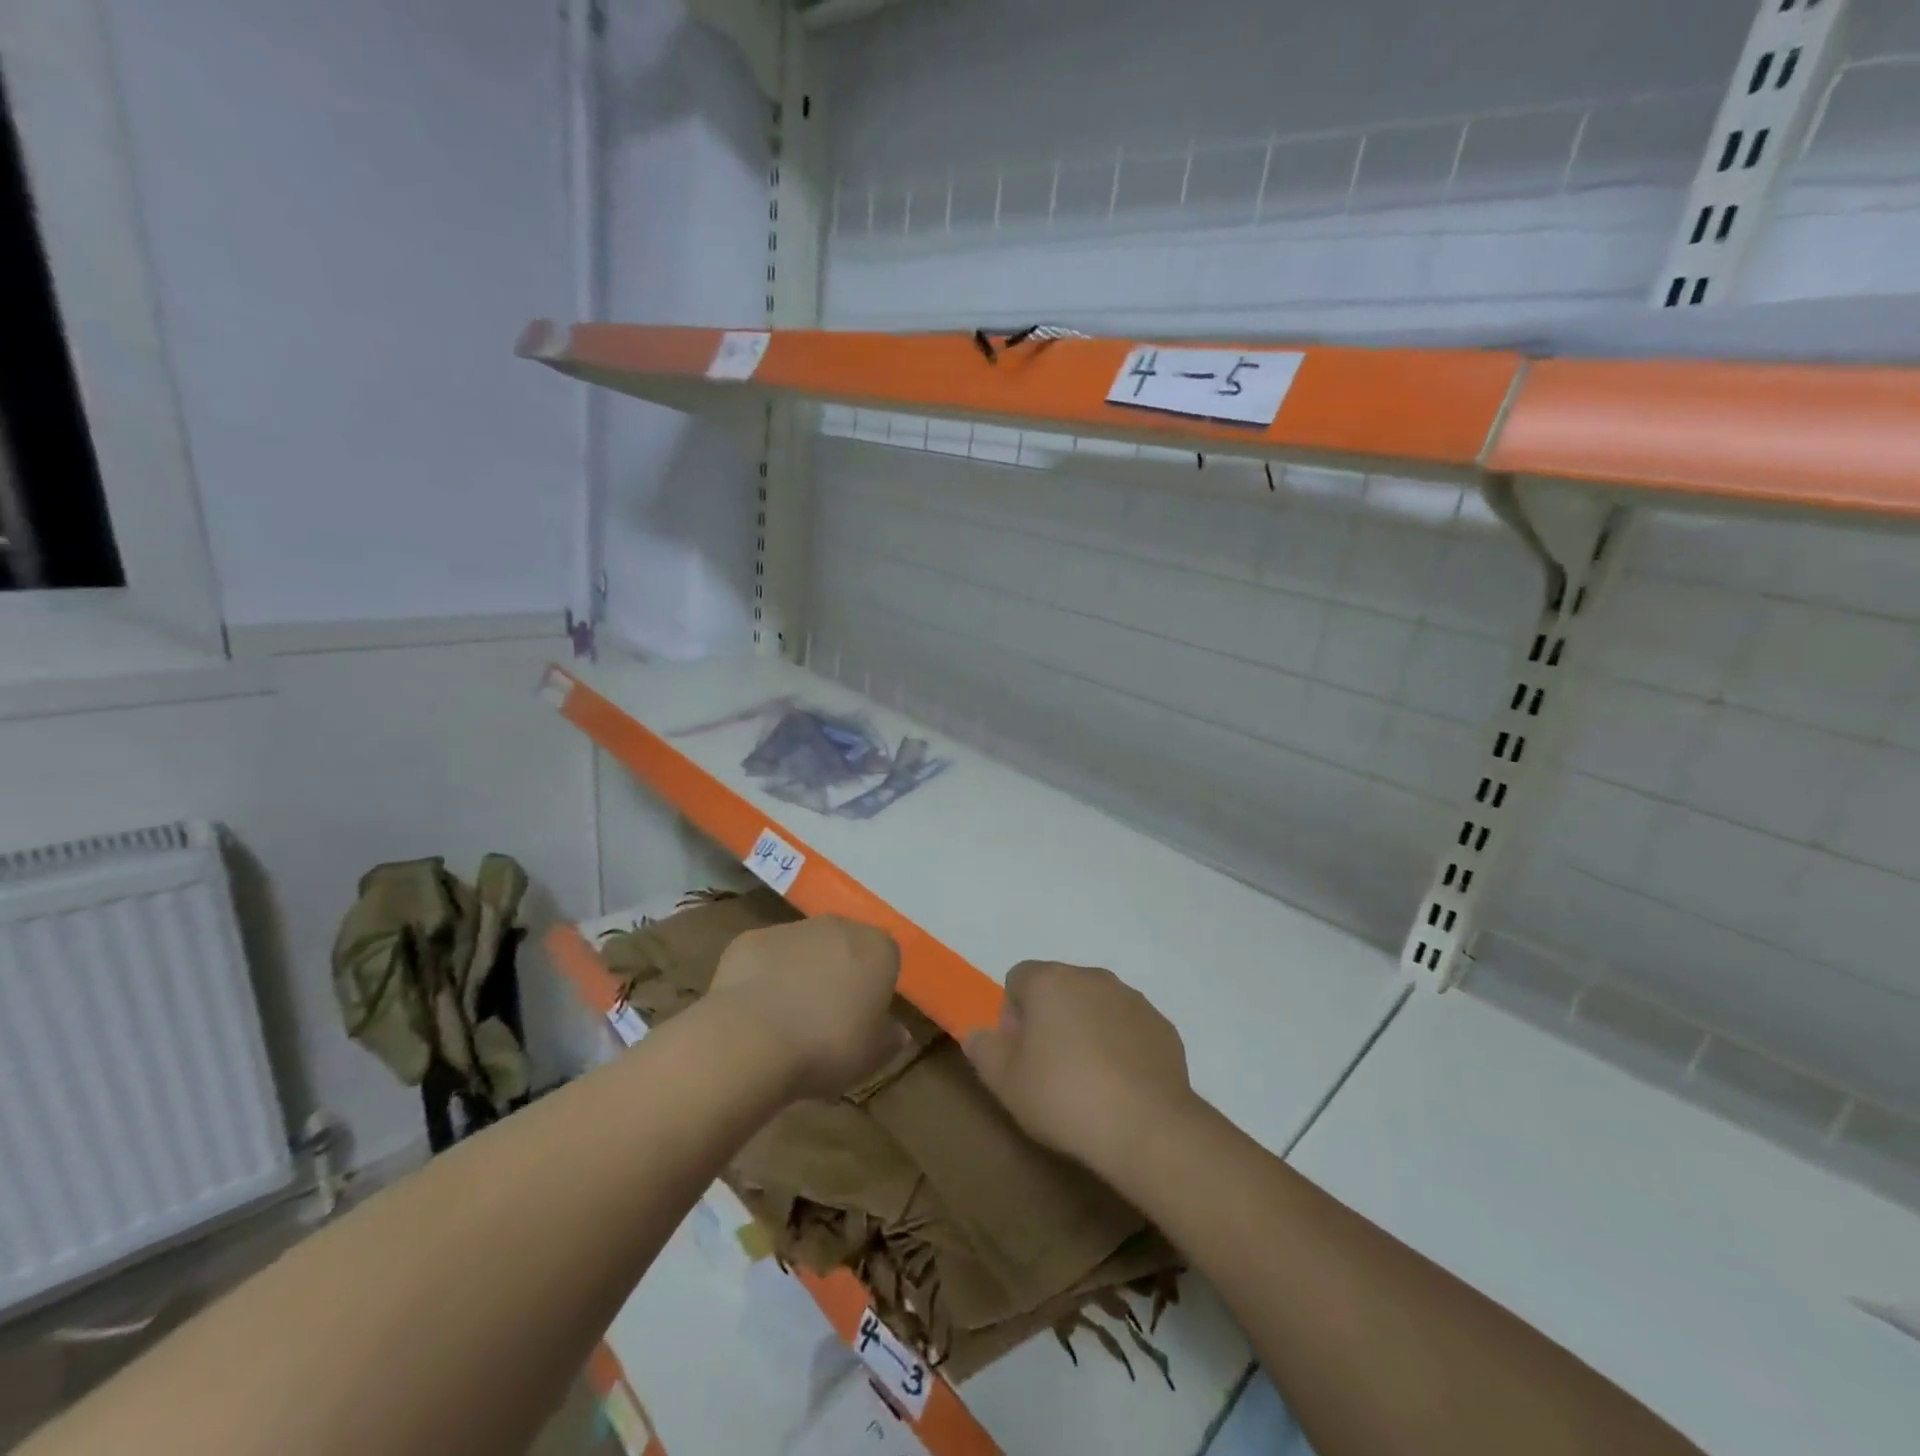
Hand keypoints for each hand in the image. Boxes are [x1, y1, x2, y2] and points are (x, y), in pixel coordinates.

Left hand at [709, 916, 905, 1100]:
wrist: (752, 1038)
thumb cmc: (827, 1046)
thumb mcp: (872, 1057)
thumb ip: (889, 1039)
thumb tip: (899, 1031)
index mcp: (877, 949)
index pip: (887, 958)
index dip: (876, 987)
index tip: (864, 1018)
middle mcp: (838, 927)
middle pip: (844, 945)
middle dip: (838, 972)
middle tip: (827, 1017)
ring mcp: (792, 928)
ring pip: (804, 948)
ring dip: (800, 972)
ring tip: (786, 1019)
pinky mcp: (751, 939)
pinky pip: (765, 957)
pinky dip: (763, 976)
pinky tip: (754, 1011)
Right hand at [964, 961, 1193, 1178]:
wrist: (1147, 1127)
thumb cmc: (1064, 1097)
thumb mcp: (1005, 1082)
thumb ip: (983, 1050)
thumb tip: (977, 1033)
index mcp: (1050, 981)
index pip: (1018, 978)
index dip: (1013, 1015)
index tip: (1020, 1054)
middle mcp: (1092, 977)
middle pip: (1059, 989)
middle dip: (1051, 1019)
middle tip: (1050, 1069)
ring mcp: (1131, 999)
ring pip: (1096, 1006)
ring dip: (1087, 1029)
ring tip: (1089, 1081)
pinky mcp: (1161, 1025)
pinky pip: (1128, 1027)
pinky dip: (1120, 1045)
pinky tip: (1121, 1086)